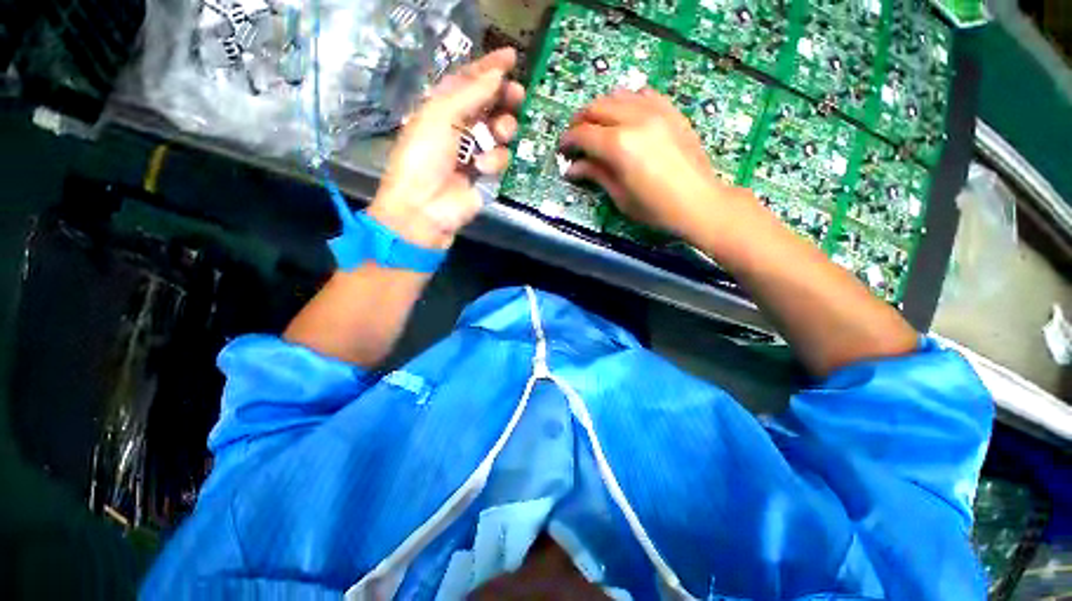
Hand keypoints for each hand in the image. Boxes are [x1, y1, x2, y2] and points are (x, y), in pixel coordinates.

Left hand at [369, 48, 525, 249]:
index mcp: (442, 108)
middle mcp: (460, 127)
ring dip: (503, 128)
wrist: (424, 207)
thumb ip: (470, 94)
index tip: (511, 57)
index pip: (469, 82)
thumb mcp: (440, 116)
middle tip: (517, 95)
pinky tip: (481, 169)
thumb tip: (497, 74)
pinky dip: (494, 161)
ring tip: (499, 132)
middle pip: (490, 105)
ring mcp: (474, 152)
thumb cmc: (423, 157)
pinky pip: (500, 159)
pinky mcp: (486, 176)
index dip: (489, 68)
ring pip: (500, 132)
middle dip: (504, 98)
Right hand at [561, 88, 745, 240]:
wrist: (699, 202)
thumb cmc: (655, 208)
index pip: (583, 133)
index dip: (568, 141)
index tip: (563, 150)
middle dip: (580, 121)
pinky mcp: (671, 111)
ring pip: (618, 95)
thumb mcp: (620, 196)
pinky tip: (627, 116)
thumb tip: (572, 168)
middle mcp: (635, 119)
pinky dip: (629, 101)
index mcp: (619, 145)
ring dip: (602, 108)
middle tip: (577, 138)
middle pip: (597, 107)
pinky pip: (644, 94)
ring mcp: (656, 111)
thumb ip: (596, 174)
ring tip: (599, 126)